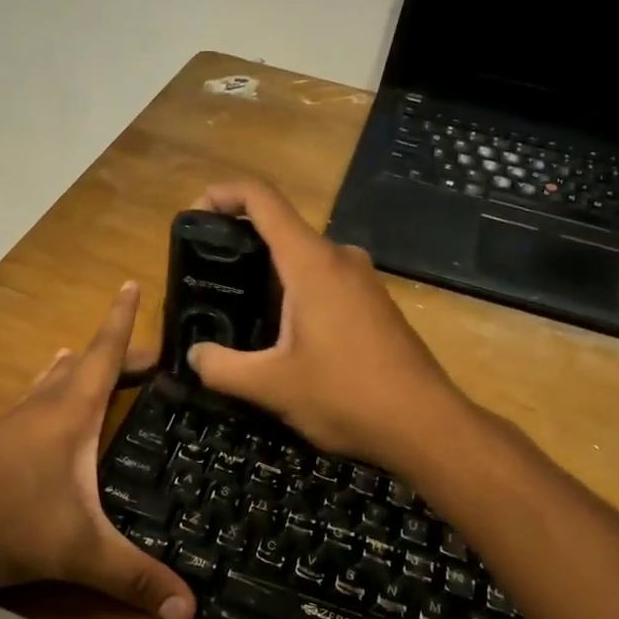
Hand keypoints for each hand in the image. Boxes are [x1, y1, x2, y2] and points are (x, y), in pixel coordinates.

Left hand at [0, 282, 195, 618]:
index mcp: (69, 414)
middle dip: (116, 353)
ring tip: (85, 357)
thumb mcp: (76, 551)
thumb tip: (192, 612)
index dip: (122, 320)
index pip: (105, 354)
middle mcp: (42, 408)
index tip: (131, 282)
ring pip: (52, 383)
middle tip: (150, 353)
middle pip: (85, 366)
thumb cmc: (1, 520)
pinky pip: (32, 404)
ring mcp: (13, 425)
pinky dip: (48, 392)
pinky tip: (41, 407)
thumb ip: (134, 578)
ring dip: (76, 369)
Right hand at [186, 179, 467, 469]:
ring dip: (267, 275)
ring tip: (235, 310)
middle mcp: (339, 258)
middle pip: (280, 228)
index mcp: (311, 262)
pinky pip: (323, 281)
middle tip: (206, 277)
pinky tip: (280, 335)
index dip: (222, 193)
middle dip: (238, 244)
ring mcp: (362, 280)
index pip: (262, 199)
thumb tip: (195, 355)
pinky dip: (293, 293)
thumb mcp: (271, 386)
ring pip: (303, 259)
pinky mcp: (374, 304)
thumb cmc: (346, 395)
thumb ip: (221, 368)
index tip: (193, 211)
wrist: (425, 425)